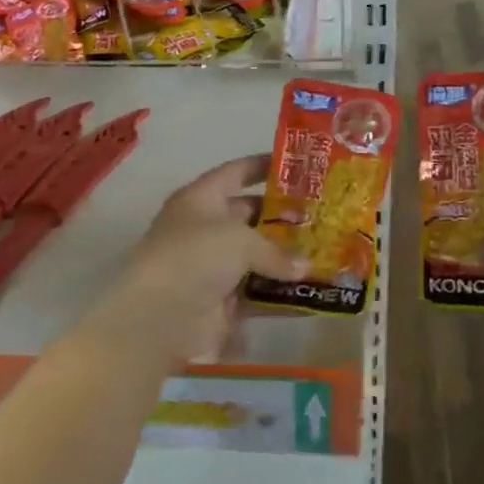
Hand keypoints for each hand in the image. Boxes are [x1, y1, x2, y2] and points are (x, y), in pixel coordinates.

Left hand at [89, 155, 305, 364]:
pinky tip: (309, 290)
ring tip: (323, 252)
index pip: (235, 172)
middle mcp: (204, 228)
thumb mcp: (240, 240)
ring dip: (284, 256)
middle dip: (282, 216)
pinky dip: (278, 291)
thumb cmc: (196, 257)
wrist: (159, 317)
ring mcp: (211, 266)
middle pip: (248, 215)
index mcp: (200, 199)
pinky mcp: (219, 300)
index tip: (298, 165)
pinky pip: (255, 291)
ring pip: (255, 256)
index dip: (264, 166)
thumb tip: (305, 267)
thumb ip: (276, 250)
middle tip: (321, 215)